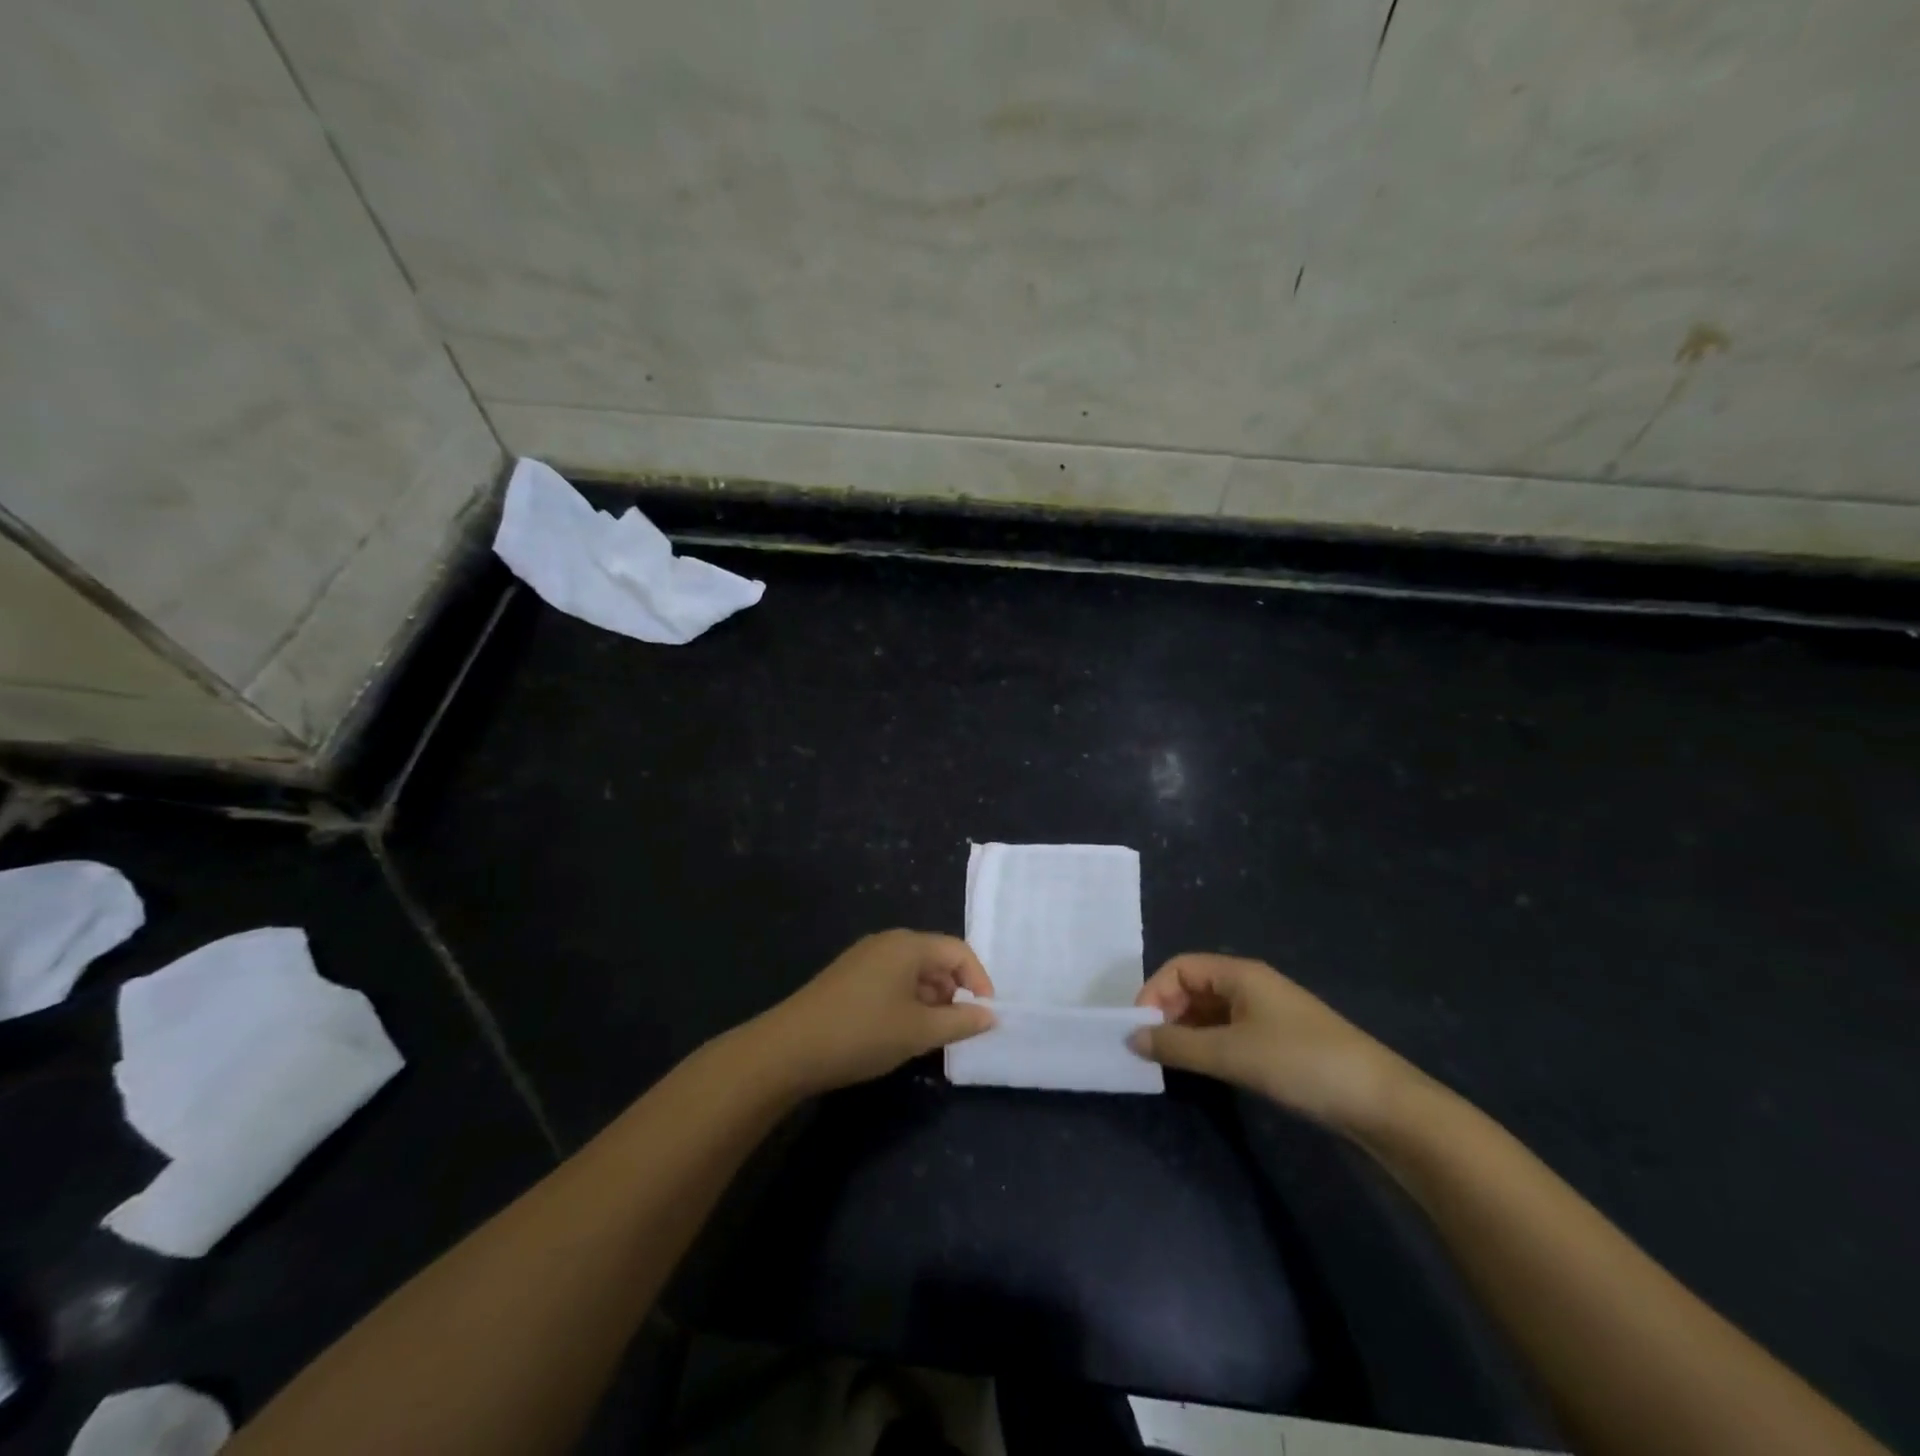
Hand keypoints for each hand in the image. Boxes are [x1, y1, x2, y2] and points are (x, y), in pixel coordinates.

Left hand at [754, 930, 995, 1095]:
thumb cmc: (862, 1033)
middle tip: (957, 1028)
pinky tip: (899, 1031)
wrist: (789, 1048)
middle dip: (953, 991)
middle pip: (935, 958)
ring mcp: (864, 958)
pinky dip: (906, 1001)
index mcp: (907, 945)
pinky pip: (891, 980)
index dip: (978, 980)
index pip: (958, 951)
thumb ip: (961, 1022)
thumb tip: (991, 1015)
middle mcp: (887, 942)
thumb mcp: (919, 1032)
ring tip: (930, 1034)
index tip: (985, 1014)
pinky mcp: (847, 977)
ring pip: (912, 972)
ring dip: (930, 999)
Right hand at [1132, 954, 1412, 1132]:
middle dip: (1167, 1013)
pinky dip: (1209, 1045)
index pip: (1180, 967)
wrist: (1380, 1102)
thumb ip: (1177, 1046)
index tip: (1139, 1031)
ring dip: (1187, 1031)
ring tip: (1172, 1063)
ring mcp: (1267, 1012)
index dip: (1153, 993)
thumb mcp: (1231, 1054)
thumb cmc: (1300, 1063)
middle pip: (1193, 986)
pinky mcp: (1279, 1040)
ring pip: (1211, 1012)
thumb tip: (1131, 1039)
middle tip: (1152, 1050)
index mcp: (1240, 973)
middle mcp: (1251, 984)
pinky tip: (1205, 1069)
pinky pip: (1230, 1031)